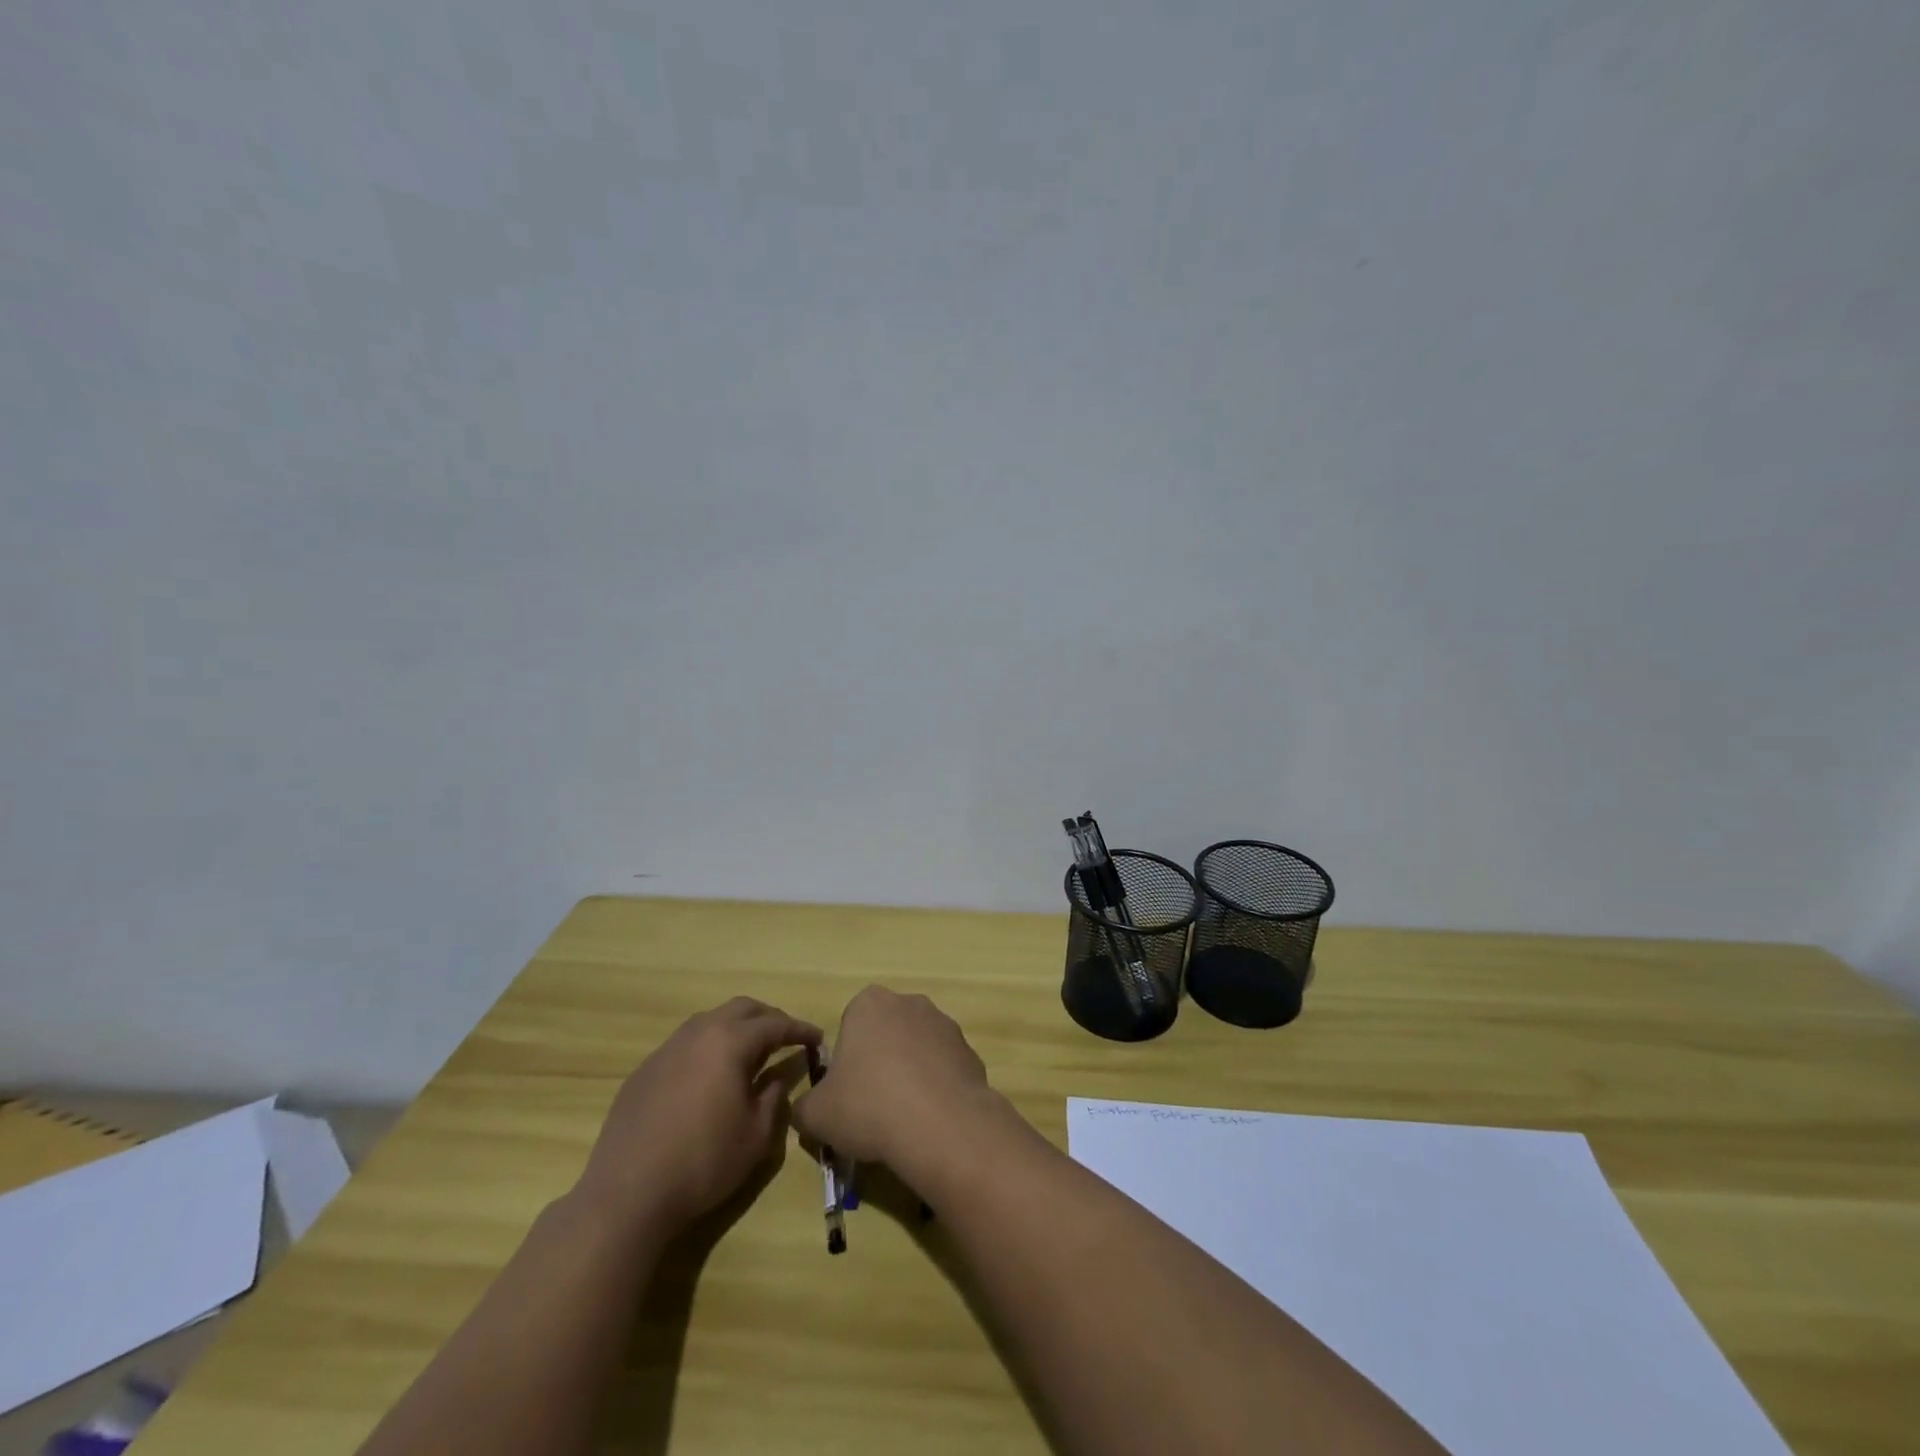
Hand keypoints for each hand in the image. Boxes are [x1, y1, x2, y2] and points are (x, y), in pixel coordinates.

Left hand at [576, 997, 819, 1234]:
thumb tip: (777, 1078)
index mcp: (730, 1042)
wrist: (627, 1193)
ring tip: (750, 1053)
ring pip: (710, 1020)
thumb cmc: (703, 1163)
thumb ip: (773, 1097)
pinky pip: (685, 1044)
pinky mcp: (645, 1070)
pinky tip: (709, 1077)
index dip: (800, 1030)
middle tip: (786, 1038)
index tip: (817, 1038)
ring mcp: (667, 1049)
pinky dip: (708, 1047)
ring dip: (736, 1028)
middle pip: (742, 1008)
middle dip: (769, 1018)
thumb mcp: (756, 1136)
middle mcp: (699, 1033)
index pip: (775, 1024)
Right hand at [792, 986, 999, 1179]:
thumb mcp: (816, 1114)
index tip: (847, 1090)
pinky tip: (931, 1119)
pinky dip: (937, 1088)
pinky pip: (944, 1068)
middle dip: (880, 1061)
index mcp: (869, 1004)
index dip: (847, 1059)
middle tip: (872, 1105)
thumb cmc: (869, 1106)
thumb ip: (804, 1106)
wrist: (941, 1125)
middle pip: (886, 1032)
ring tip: (904, 1118)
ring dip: (910, 1074)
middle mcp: (909, 1002)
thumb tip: (808, 1110)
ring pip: (917, 1049)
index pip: (850, 1023)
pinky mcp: (970, 1051)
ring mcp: (944, 1024)